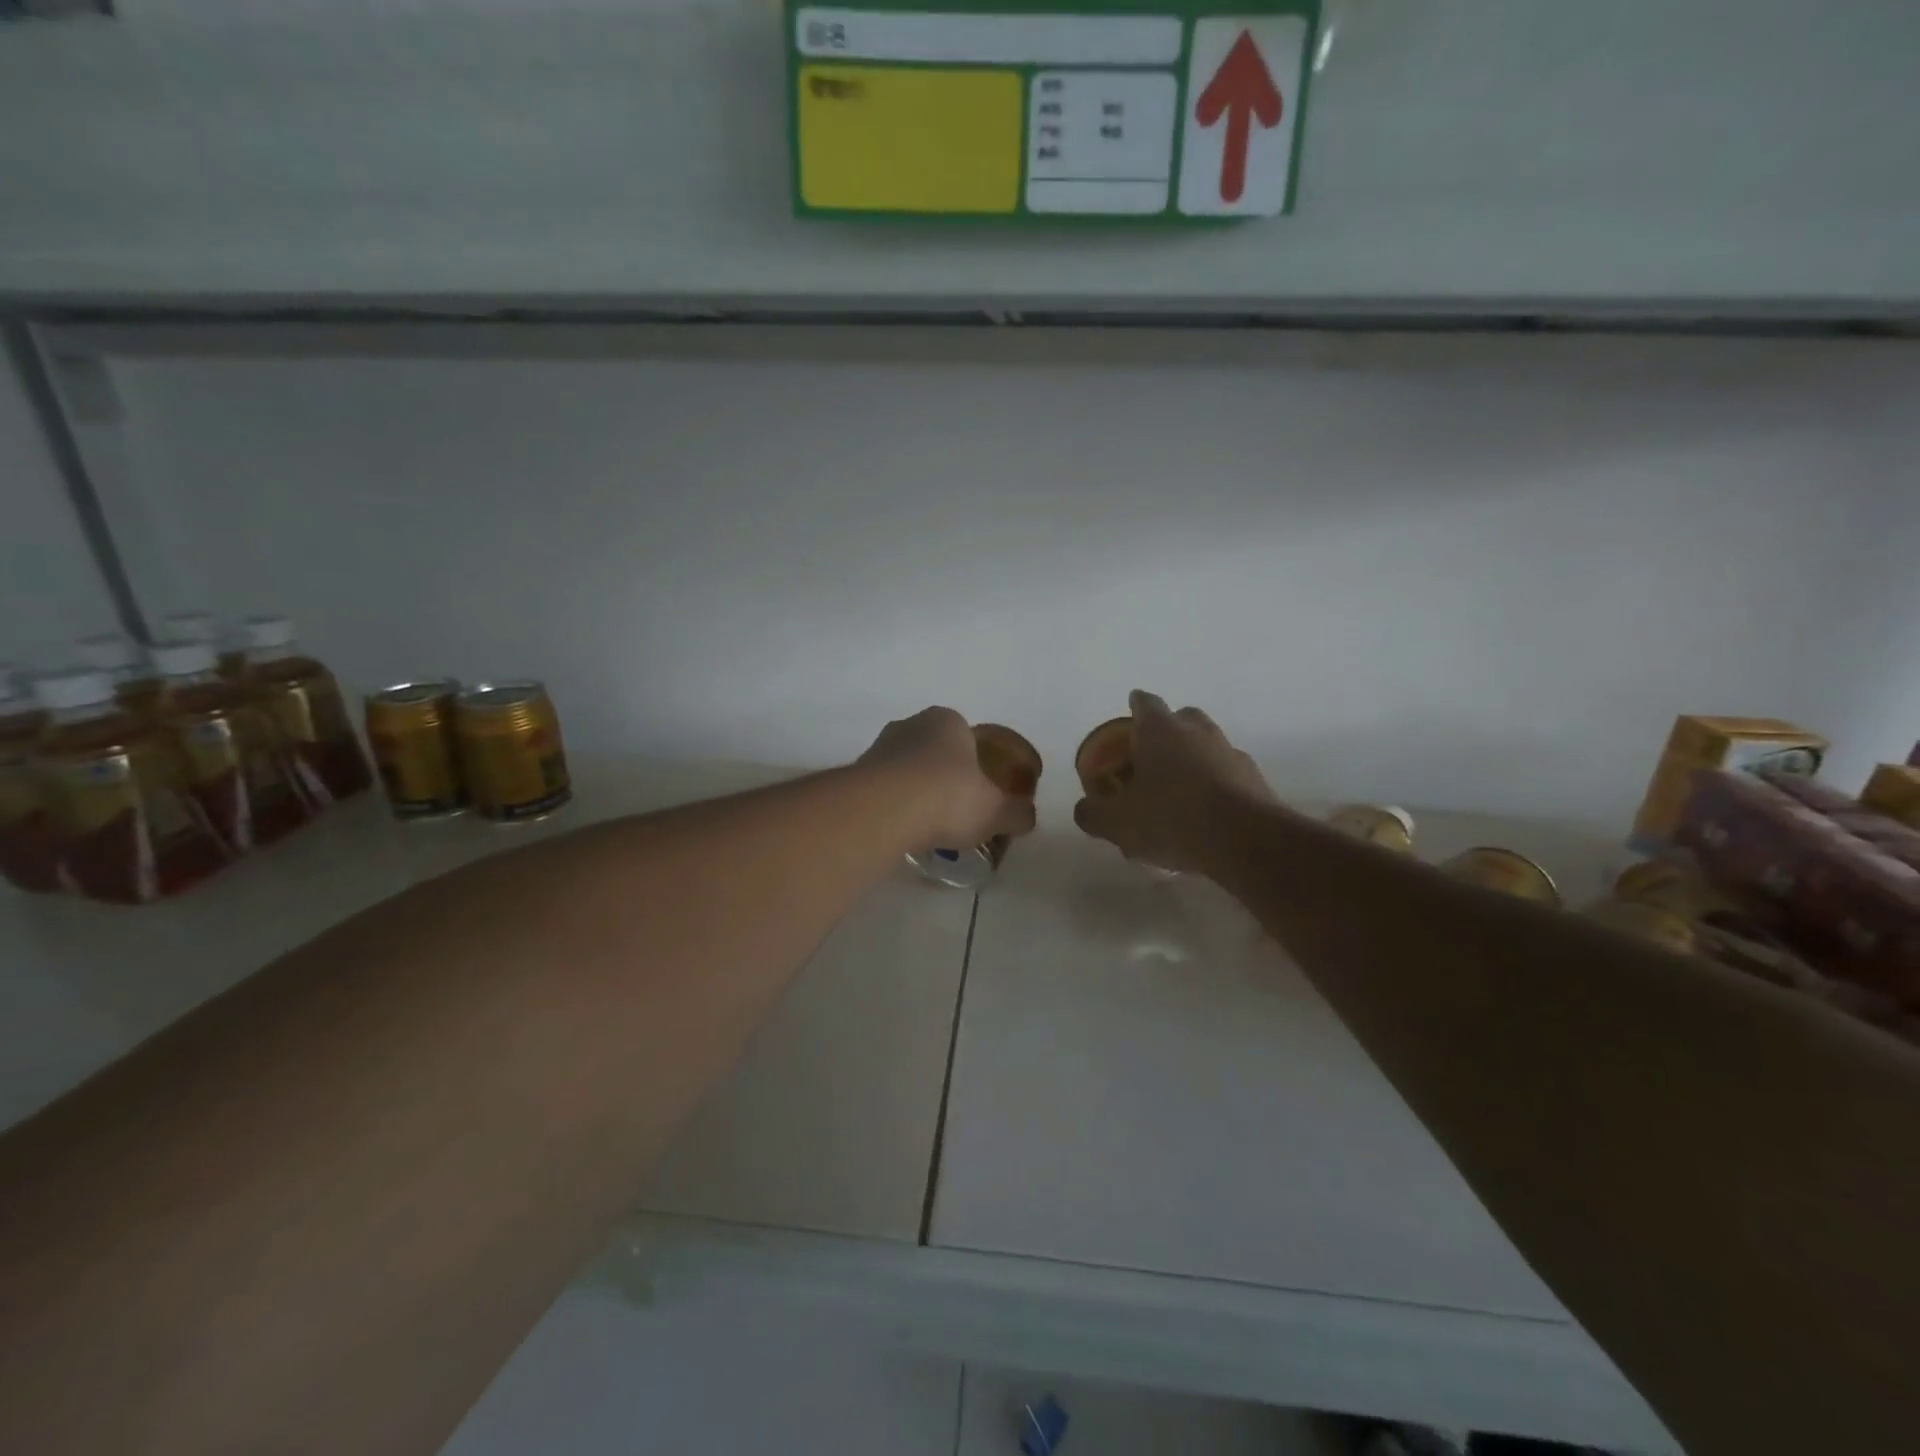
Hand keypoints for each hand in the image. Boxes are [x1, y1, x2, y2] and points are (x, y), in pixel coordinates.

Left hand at [859, 707, 1037, 850]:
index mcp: (947, 720)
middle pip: (934, 750)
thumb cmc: (948, 797)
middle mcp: (910, 724)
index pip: (967, 736)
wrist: (883, 811)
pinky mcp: (856, 774)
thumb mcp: (996, 811)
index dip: (977, 763)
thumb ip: (1017, 813)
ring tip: (929, 825)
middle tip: (957, 810)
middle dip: (945, 775)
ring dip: (916, 790)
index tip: (982, 792)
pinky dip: (895, 805)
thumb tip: (1027, 816)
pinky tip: (903, 829)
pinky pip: (884, 789)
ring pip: (906, 768)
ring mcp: (879, 747)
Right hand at [1073, 691, 1273, 872]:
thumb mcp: (1116, 823)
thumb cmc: (1171, 819)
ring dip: (1193, 761)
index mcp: (1161, 731)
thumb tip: (1085, 809)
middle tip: (1150, 757)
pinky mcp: (1256, 781)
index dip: (1135, 706)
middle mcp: (1198, 733)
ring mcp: (1232, 754)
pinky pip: (1228, 775)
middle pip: (1182, 718)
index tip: (1130, 712)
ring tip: (1177, 794)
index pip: (1145, 703)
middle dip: (1167, 732)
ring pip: (1208, 747)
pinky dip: (1215, 786)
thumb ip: (1093, 813)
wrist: (1246, 841)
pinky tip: (1204, 816)